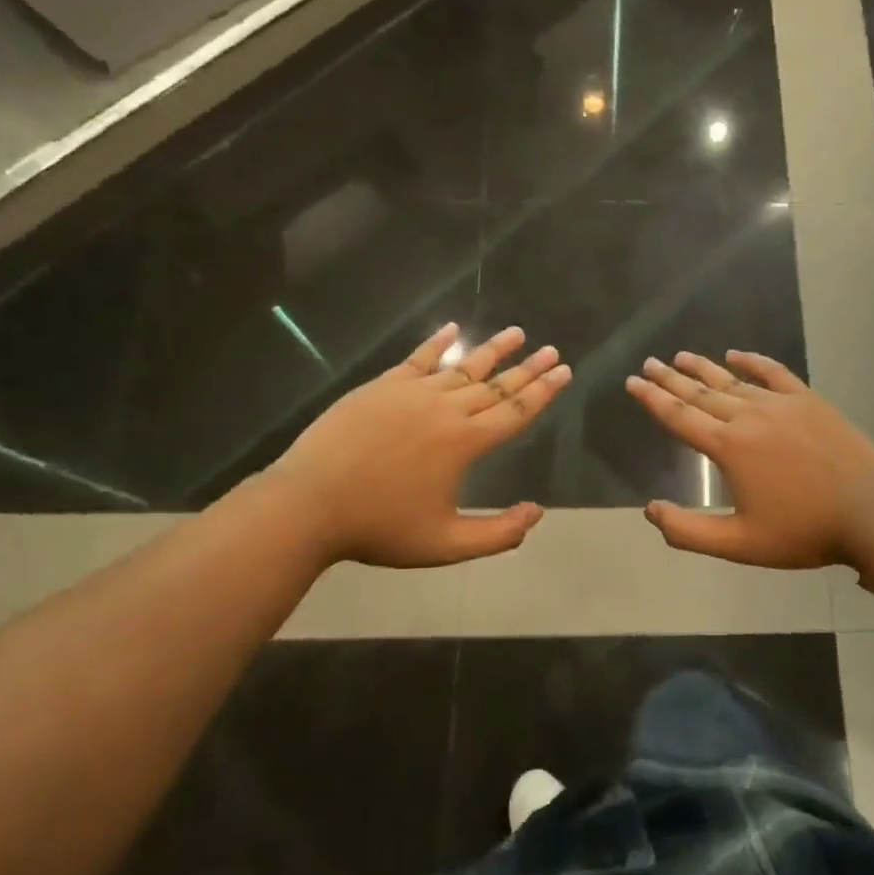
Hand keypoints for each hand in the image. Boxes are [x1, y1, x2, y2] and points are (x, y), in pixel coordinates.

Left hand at [271, 322, 570, 567]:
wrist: (309, 505)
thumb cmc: (379, 528)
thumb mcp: (446, 546)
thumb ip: (498, 534)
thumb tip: (537, 512)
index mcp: (465, 442)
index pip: (516, 410)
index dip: (544, 391)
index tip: (564, 371)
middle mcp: (446, 408)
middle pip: (496, 384)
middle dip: (528, 368)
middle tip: (552, 350)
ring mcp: (412, 393)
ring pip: (462, 366)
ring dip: (492, 350)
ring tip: (517, 333)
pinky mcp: (382, 387)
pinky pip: (418, 358)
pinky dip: (438, 343)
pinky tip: (452, 329)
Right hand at [625, 351, 873, 568]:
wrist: (870, 513)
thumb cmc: (803, 531)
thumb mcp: (739, 544)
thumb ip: (689, 531)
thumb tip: (651, 511)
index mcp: (728, 447)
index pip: (679, 416)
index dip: (652, 399)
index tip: (633, 382)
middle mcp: (749, 416)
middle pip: (700, 393)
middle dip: (671, 378)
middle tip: (649, 364)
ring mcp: (781, 404)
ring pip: (732, 381)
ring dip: (704, 367)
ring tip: (681, 355)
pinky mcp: (808, 401)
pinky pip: (774, 373)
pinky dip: (753, 362)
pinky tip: (737, 354)